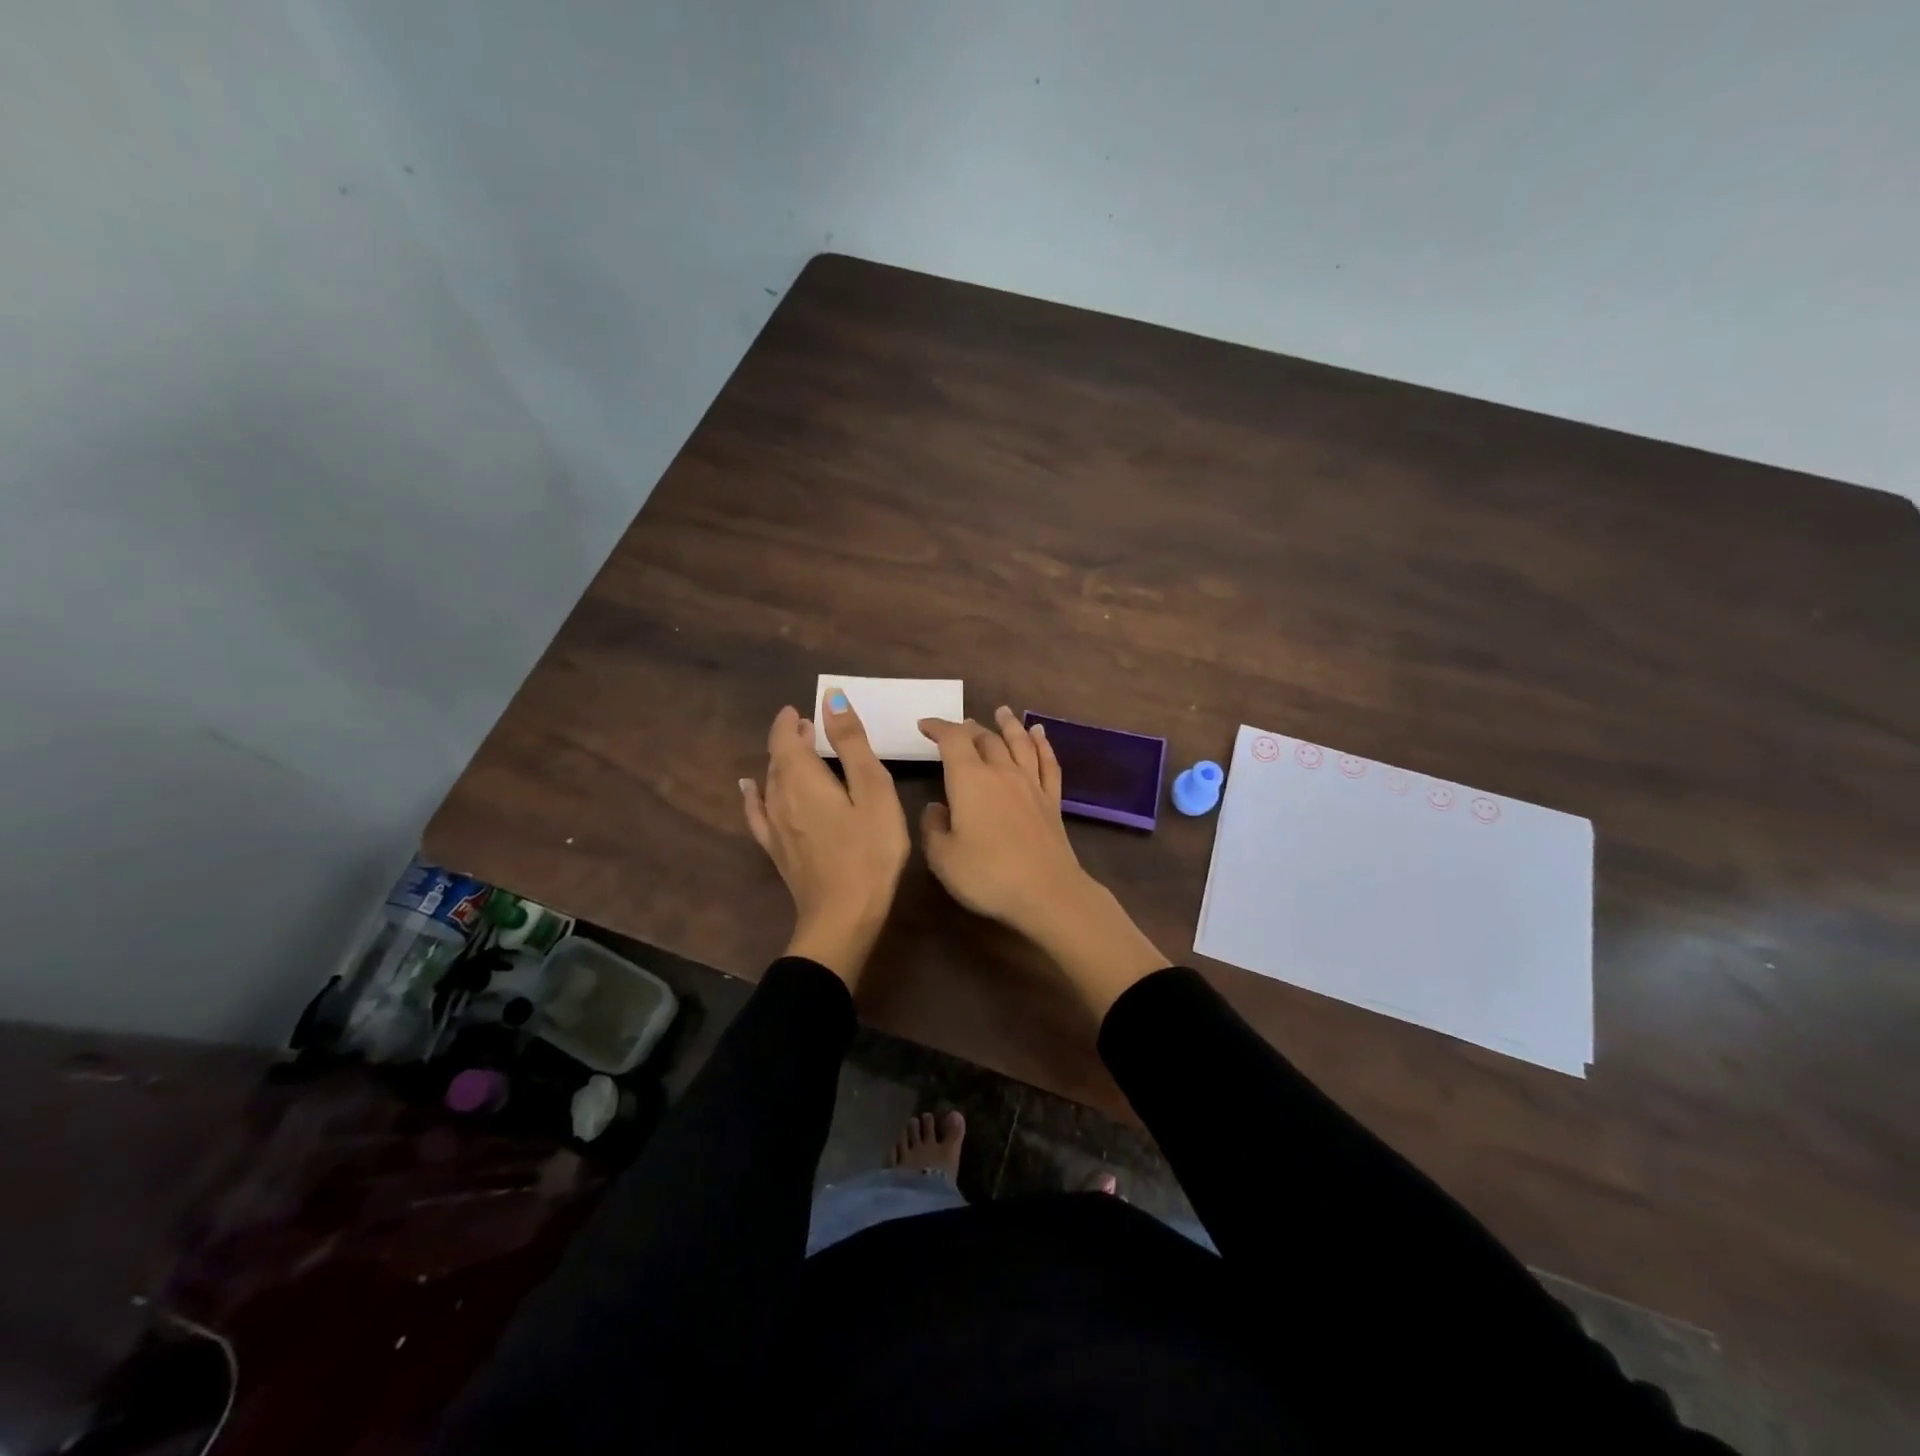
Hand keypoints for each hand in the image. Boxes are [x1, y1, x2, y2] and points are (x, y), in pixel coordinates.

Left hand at [741, 692, 909, 986]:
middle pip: (777, 758)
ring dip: (782, 762)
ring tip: (798, 753)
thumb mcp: (873, 790)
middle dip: (791, 739)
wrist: (843, 916)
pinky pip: (757, 812)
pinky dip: (754, 794)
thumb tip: (830, 699)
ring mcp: (773, 826)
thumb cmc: (869, 850)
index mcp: (802, 778)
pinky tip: (750, 789)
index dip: (791, 721)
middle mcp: (779, 797)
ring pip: (770, 782)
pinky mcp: (776, 849)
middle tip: (811, 728)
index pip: (785, 738)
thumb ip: (852, 743)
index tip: (802, 710)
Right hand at [918, 708, 1166, 1019]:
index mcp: (969, 779)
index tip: (924, 725)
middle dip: (968, 728)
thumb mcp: (942, 857)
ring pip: (1019, 743)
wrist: (1046, 892)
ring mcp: (1030, 784)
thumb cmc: (987, 875)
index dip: (937, 727)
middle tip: (958, 727)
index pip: (952, 740)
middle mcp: (1001, 772)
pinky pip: (1047, 763)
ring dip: (1008, 725)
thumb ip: (933, 827)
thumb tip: (937, 807)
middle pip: (985, 738)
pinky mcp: (1051, 801)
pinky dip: (1042, 745)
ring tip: (1002, 711)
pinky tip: (1040, 735)